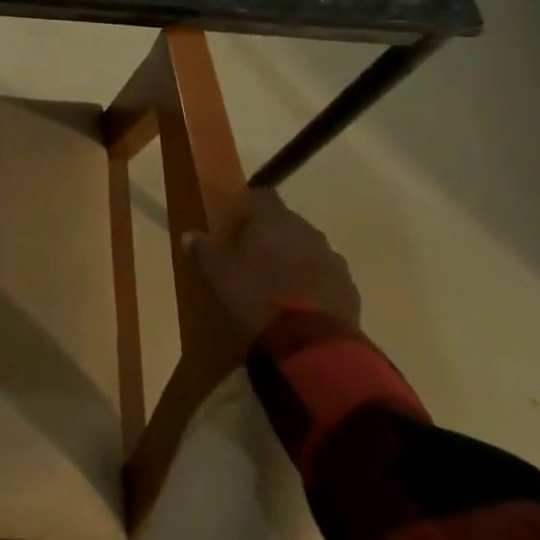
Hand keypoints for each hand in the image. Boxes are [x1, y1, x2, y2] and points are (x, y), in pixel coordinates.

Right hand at [185, 188, 359, 352]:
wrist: (310, 343)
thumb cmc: (255, 296)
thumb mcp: (217, 273)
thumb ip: (203, 249)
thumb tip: (190, 236)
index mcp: (274, 220)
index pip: (262, 196)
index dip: (249, 205)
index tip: (236, 221)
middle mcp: (307, 231)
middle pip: (287, 223)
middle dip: (272, 235)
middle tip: (251, 255)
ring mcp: (332, 259)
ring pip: (309, 250)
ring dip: (294, 259)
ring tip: (276, 283)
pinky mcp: (349, 288)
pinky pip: (326, 277)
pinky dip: (313, 283)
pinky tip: (299, 304)